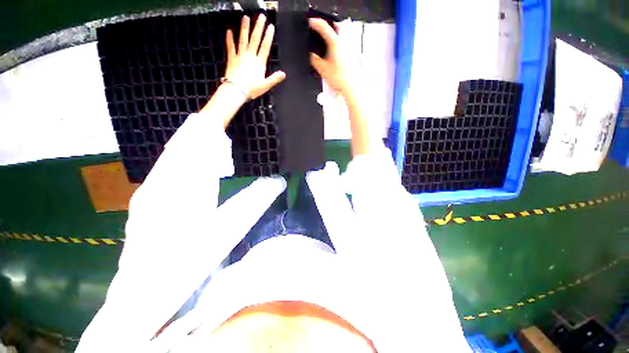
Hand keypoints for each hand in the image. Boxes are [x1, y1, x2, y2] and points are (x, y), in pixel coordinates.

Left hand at [225, 15, 285, 99]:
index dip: (268, 36)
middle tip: (261, 16)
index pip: (265, 47)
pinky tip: (229, 31)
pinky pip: (230, 46)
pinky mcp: (231, 58)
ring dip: (244, 28)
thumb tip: (283, 74)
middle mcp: (250, 56)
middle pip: (255, 39)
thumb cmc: (252, 89)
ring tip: (245, 18)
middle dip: (258, 27)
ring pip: (243, 39)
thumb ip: (275, 78)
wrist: (236, 90)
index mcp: (259, 63)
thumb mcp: (266, 85)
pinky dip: (229, 38)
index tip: (270, 27)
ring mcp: (240, 56)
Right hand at [309, 18, 353, 95]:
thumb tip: (309, 54)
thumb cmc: (337, 78)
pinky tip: (326, 49)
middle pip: (330, 28)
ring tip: (318, 37)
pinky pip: (336, 42)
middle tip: (312, 28)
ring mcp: (344, 47)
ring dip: (326, 34)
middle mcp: (341, 42)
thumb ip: (314, 59)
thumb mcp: (322, 68)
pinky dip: (330, 41)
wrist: (348, 86)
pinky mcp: (346, 53)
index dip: (314, 23)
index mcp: (334, 42)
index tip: (308, 22)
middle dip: (320, 27)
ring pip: (334, 34)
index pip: (323, 26)